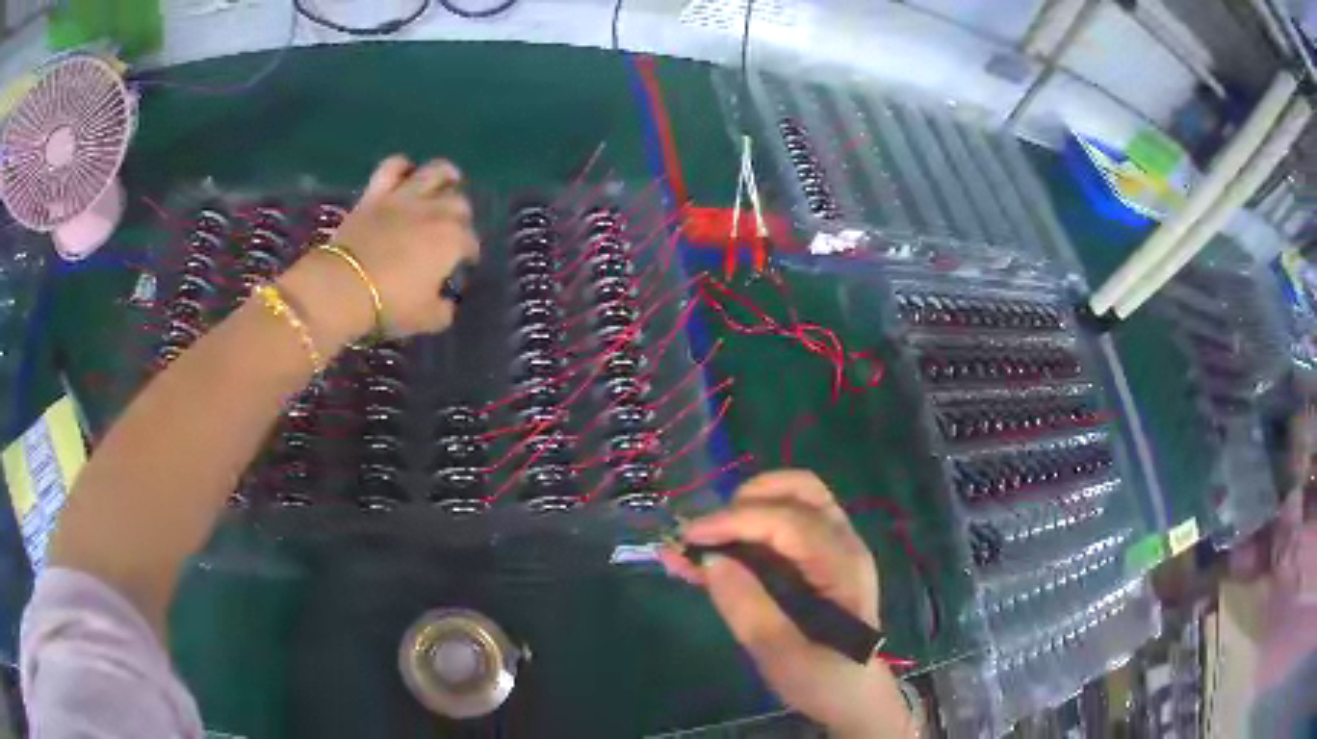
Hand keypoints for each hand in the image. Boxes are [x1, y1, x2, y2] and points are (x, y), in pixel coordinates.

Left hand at [280, 155, 479, 347]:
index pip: (471, 243)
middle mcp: (435, 212)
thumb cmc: (389, 305)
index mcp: (452, 241)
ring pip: (435, 172)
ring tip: (448, 181)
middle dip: (461, 216)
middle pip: (459, 203)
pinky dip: (402, 166)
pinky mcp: (376, 194)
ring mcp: (405, 198)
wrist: (343, 288)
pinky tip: (406, 173)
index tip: (464, 265)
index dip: (470, 254)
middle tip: (454, 229)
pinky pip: (392, 167)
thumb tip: (447, 303)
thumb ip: (443, 310)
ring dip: (446, 175)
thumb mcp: (426, 319)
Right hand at [660, 471, 914, 737]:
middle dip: (746, 500)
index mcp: (842, 566)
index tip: (689, 537)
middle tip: (706, 535)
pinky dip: (751, 524)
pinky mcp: (821, 558)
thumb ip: (748, 608)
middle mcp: (843, 544)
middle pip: (799, 489)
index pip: (787, 520)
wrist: (854, 696)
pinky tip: (713, 547)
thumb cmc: (824, 679)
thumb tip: (710, 560)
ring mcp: (835, 547)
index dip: (735, 520)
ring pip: (793, 498)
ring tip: (707, 539)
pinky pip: (787, 522)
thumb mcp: (781, 656)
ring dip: (747, 507)